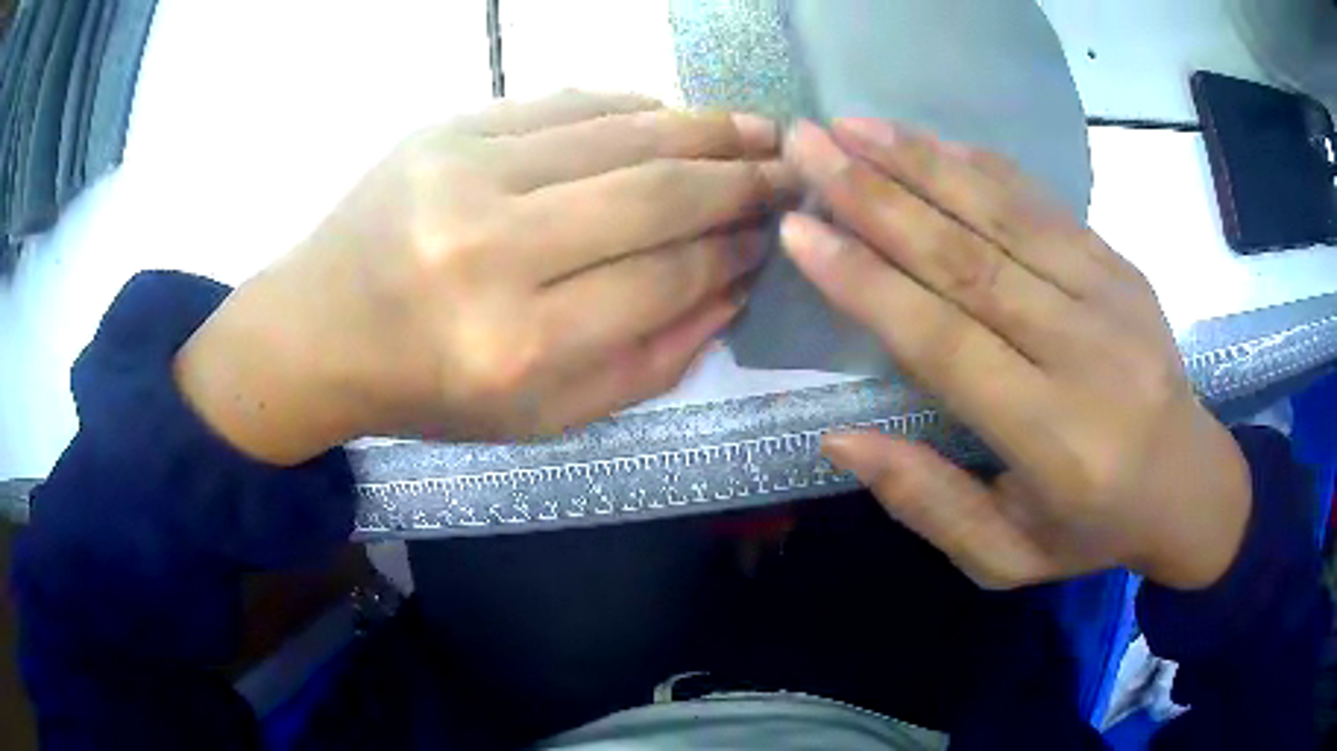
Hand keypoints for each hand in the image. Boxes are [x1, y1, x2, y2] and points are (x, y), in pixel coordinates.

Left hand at [175, 91, 794, 463]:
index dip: (734, 251)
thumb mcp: (543, 417)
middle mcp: (490, 251)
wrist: (321, 329)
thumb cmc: (429, 388)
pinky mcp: (445, 128)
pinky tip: (672, 117)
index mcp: (516, 346)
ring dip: (703, 129)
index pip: (664, 276)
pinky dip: (632, 107)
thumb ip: (650, 363)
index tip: (773, 235)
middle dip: (740, 179)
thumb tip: (734, 290)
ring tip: (755, 132)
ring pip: (619, 132)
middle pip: (654, 193)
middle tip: (790, 170)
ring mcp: (462, 173)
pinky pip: (564, 103)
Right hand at [780, 120, 1249, 589]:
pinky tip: (931, 142)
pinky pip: (1044, 205)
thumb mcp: (1005, 557)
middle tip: (806, 145)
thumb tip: (840, 437)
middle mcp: (1085, 353)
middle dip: (877, 196)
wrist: (1189, 485)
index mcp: (1055, 438)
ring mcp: (1110, 297)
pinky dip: (982, 166)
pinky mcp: (1120, 266)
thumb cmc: (1092, 531)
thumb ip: (928, 502)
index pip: (946, 343)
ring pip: (1004, 214)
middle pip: (969, 259)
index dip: (868, 283)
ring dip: (922, 162)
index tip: (798, 230)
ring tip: (851, 126)